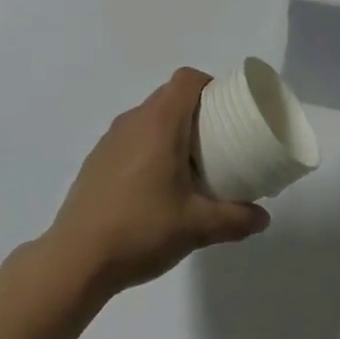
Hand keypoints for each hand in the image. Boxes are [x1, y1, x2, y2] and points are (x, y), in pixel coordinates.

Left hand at [44, 68, 270, 295]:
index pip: (187, 79)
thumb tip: (263, 218)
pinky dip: (148, 147)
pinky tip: (154, 186)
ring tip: (189, 165)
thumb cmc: (141, 229)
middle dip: (196, 110)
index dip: (210, 85)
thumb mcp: (197, 227)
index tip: (227, 109)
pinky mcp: (96, 161)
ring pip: (148, 117)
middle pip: (169, 96)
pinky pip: (130, 138)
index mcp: (159, 123)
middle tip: (217, 140)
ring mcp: (109, 140)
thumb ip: (235, 219)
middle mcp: (133, 121)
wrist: (76, 259)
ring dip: (170, 130)